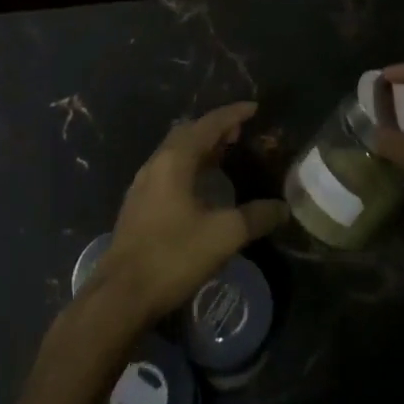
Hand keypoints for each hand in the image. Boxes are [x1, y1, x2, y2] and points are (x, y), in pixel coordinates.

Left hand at [90, 102, 287, 328]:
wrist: (121, 295)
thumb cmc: (173, 256)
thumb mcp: (223, 236)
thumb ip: (255, 217)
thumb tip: (282, 208)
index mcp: (174, 161)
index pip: (207, 125)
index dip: (232, 114)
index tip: (254, 108)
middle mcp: (155, 164)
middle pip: (188, 133)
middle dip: (215, 128)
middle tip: (240, 132)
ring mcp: (143, 184)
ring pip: (175, 152)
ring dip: (201, 147)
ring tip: (225, 153)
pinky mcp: (138, 204)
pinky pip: (168, 170)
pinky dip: (189, 165)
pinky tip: (200, 184)